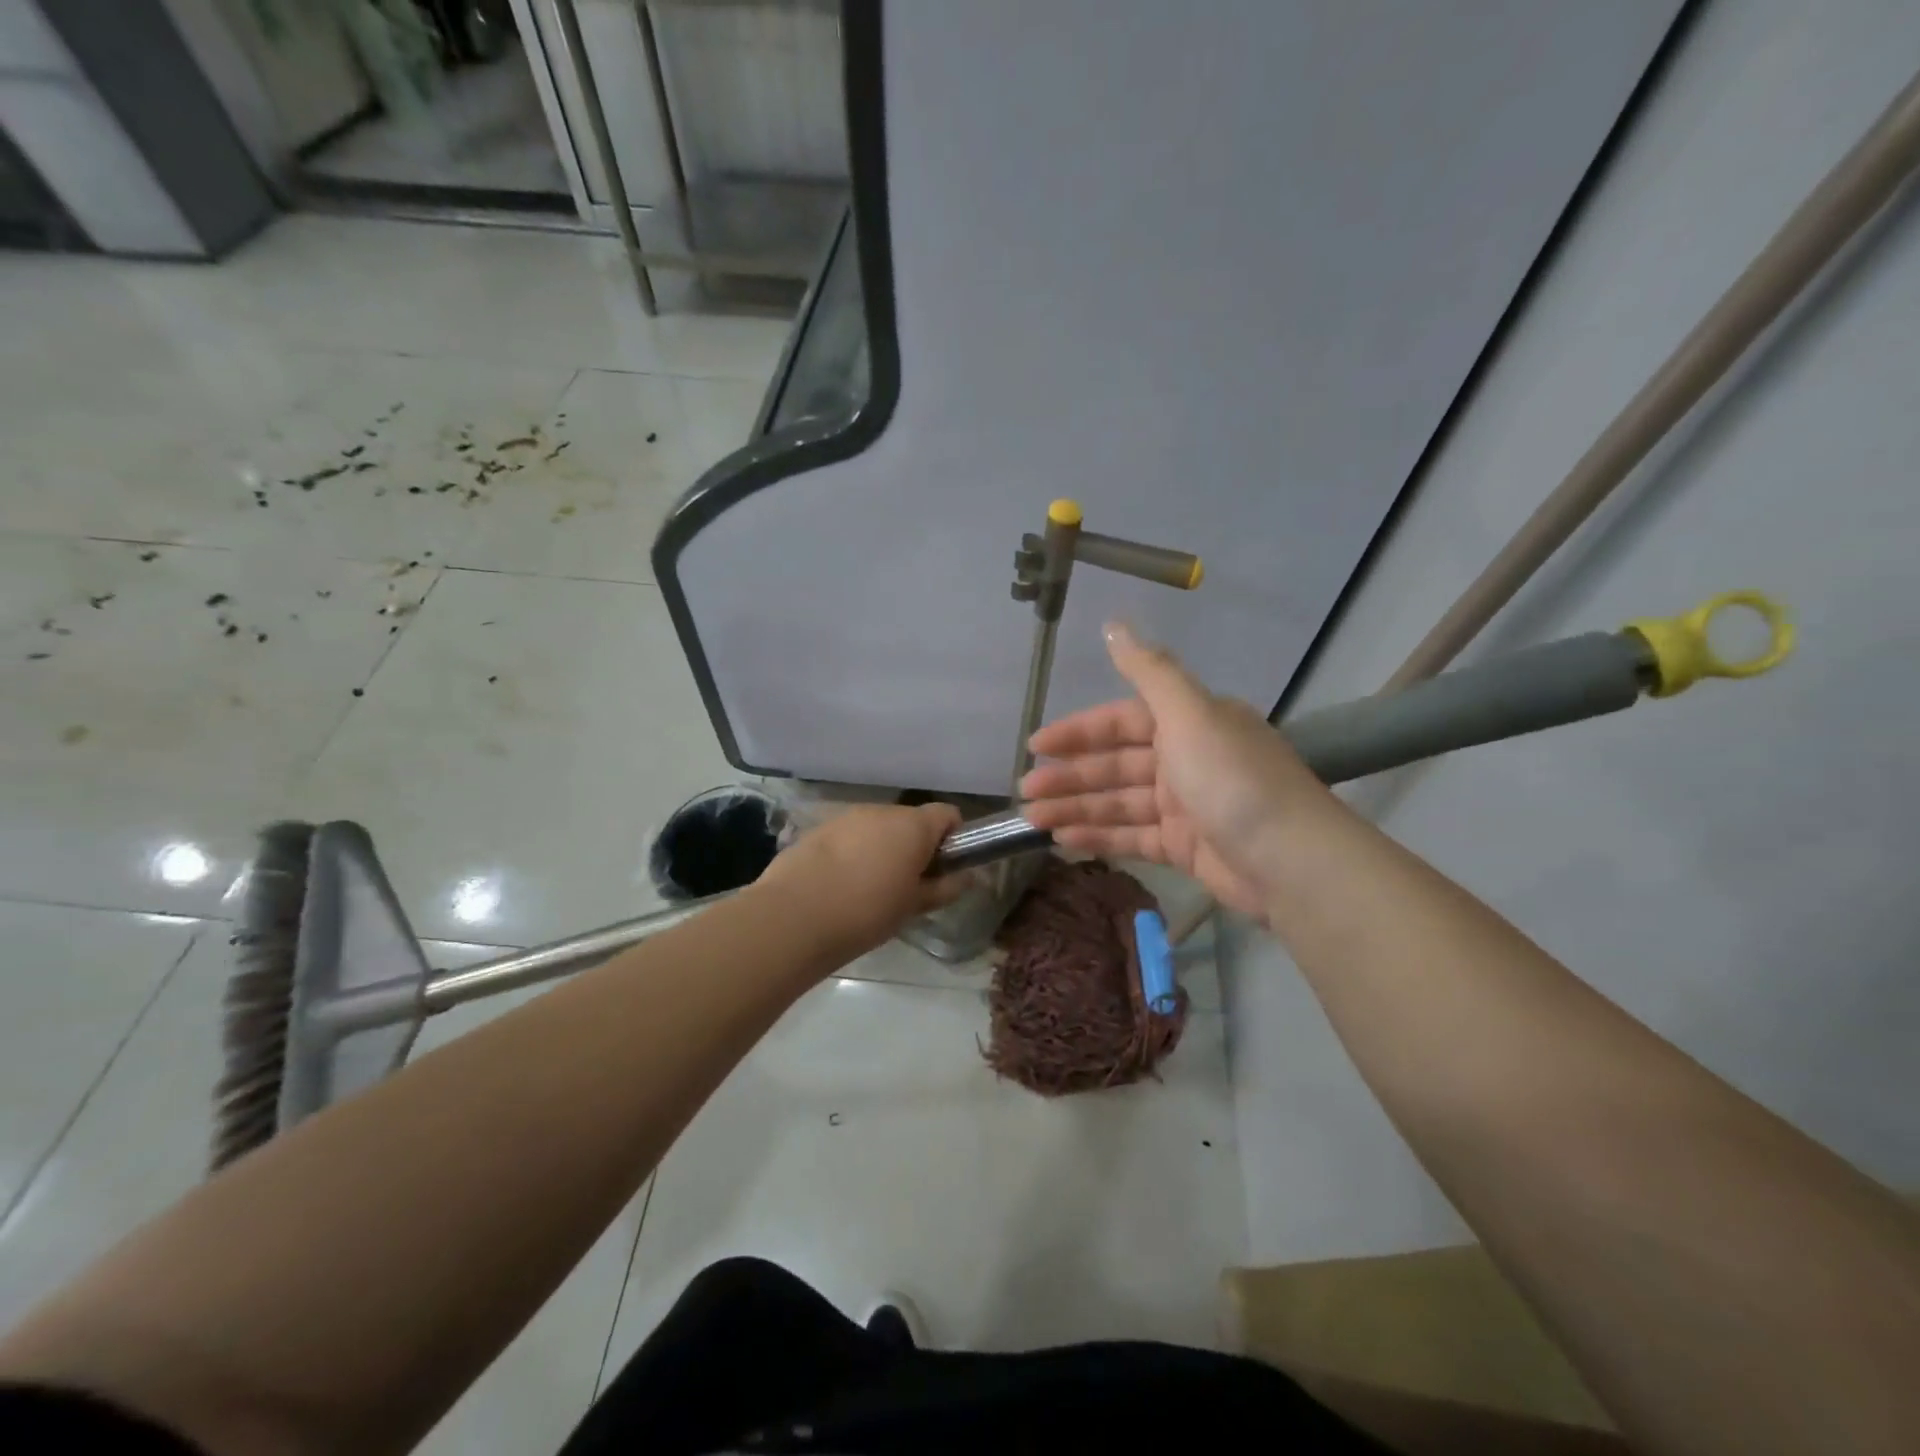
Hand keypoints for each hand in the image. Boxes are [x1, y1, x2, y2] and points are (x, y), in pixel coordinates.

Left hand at [755, 802, 966, 961]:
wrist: (794, 917)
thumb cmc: (867, 912)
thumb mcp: (914, 906)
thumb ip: (945, 888)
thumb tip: (967, 878)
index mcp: (913, 825)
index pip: (948, 814)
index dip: (952, 838)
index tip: (944, 867)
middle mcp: (882, 811)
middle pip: (910, 820)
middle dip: (914, 846)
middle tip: (908, 885)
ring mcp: (846, 817)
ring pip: (877, 828)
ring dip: (881, 849)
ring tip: (869, 888)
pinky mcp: (818, 829)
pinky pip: (848, 837)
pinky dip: (852, 853)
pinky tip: (839, 885)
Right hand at [1019, 623, 1331, 918]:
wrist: (1291, 862)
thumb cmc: (1233, 779)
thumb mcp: (1190, 714)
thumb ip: (1148, 670)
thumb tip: (1113, 624)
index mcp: (1190, 722)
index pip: (1121, 721)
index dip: (1077, 731)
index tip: (1036, 744)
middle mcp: (1186, 759)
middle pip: (1115, 764)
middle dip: (1069, 776)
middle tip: (1025, 789)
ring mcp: (1185, 806)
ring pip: (1118, 802)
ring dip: (1076, 808)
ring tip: (1032, 819)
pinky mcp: (1185, 848)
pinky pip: (1132, 836)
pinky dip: (1099, 836)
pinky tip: (1063, 840)